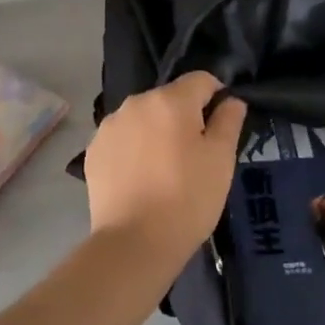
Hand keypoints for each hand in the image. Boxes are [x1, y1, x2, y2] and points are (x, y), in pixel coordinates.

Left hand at [84, 73, 247, 264]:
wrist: (133, 244)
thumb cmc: (187, 198)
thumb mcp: (221, 160)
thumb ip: (228, 121)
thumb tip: (231, 100)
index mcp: (170, 100)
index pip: (201, 80)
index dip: (217, 97)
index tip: (221, 127)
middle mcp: (136, 103)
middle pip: (170, 98)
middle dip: (184, 117)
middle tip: (195, 155)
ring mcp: (109, 127)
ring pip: (144, 118)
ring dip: (157, 132)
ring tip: (165, 169)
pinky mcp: (93, 152)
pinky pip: (123, 139)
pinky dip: (134, 150)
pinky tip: (141, 179)